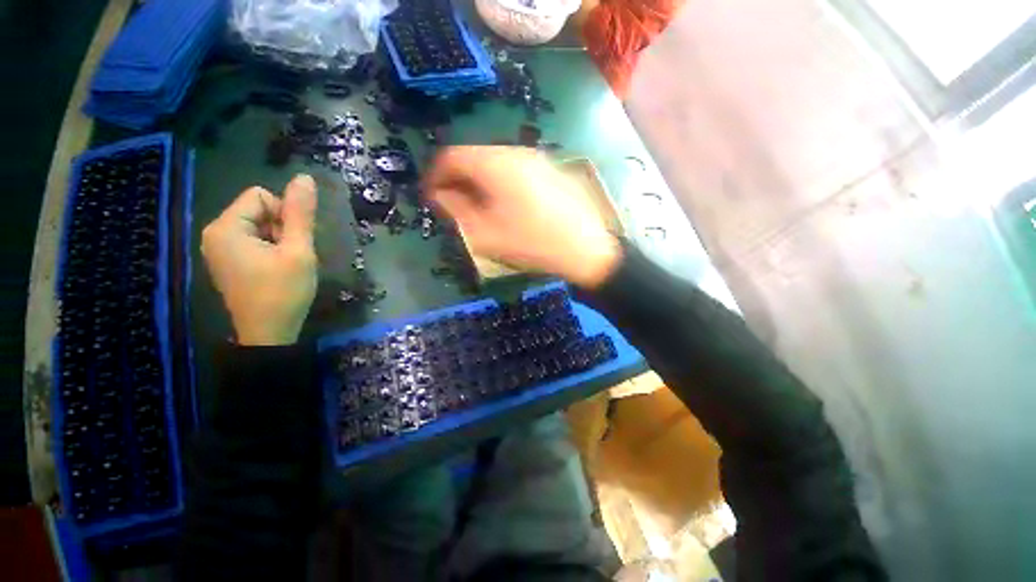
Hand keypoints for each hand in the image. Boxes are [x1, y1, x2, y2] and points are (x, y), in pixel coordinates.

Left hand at [201, 175, 317, 345]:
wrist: (269, 334)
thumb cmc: (284, 292)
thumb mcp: (298, 251)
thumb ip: (300, 214)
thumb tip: (304, 177)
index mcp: (226, 227)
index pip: (261, 195)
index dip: (285, 214)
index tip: (293, 242)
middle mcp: (214, 233)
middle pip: (257, 209)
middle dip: (281, 228)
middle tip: (291, 255)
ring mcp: (217, 248)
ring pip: (257, 225)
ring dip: (278, 239)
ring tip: (286, 264)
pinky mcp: (226, 261)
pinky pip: (251, 239)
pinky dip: (269, 249)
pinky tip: (276, 269)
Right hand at [425, 146, 620, 287]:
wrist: (586, 249)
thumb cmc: (531, 244)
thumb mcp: (486, 234)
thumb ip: (457, 211)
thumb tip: (441, 196)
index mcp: (495, 164)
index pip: (451, 157)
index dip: (436, 176)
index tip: (433, 197)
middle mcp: (516, 152)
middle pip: (475, 158)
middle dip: (460, 180)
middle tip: (456, 206)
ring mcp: (538, 160)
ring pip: (497, 164)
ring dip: (482, 182)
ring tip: (482, 208)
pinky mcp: (553, 171)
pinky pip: (517, 170)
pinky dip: (503, 183)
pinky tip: (510, 206)